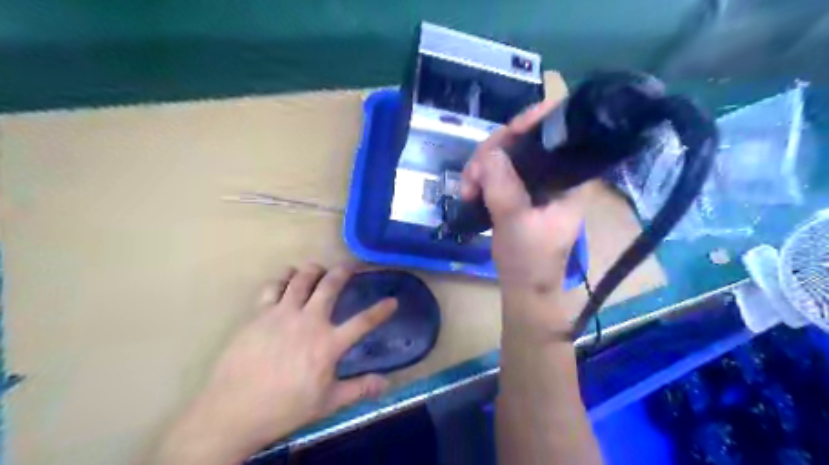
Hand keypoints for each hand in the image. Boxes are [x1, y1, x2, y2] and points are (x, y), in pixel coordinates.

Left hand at [157, 264, 399, 461]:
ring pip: (301, 279)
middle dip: (343, 272)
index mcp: (329, 344)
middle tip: (350, 265)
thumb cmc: (285, 408)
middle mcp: (309, 321)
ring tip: (318, 268)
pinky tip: (286, 278)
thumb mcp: (327, 403)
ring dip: (313, 270)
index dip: (381, 311)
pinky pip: (273, 287)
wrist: (234, 410)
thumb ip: (358, 389)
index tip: (393, 301)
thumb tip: (385, 383)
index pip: (363, 323)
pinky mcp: (260, 314)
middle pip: (330, 286)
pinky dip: (283, 278)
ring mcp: (282, 314)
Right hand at [459, 98, 589, 293]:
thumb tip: (490, 152)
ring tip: (467, 191)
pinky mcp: (517, 191)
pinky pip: (496, 171)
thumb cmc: (529, 261)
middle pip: (522, 142)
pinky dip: (480, 178)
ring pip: (504, 155)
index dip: (533, 124)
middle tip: (472, 176)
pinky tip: (469, 192)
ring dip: (480, 167)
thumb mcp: (516, 224)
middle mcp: (552, 175)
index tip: (509, 130)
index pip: (556, 137)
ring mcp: (533, 183)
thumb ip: (504, 188)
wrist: (522, 287)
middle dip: (492, 153)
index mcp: (568, 180)